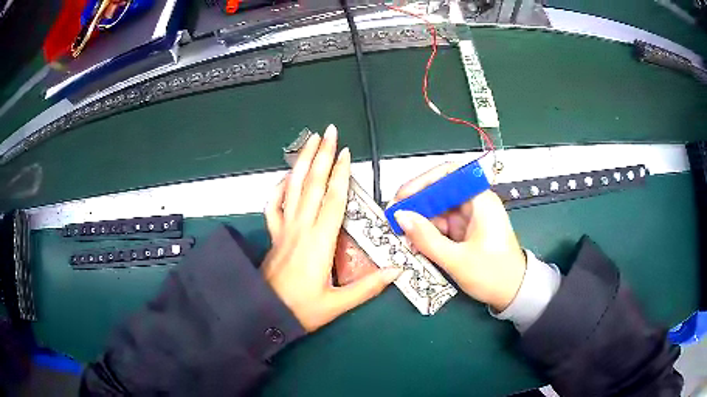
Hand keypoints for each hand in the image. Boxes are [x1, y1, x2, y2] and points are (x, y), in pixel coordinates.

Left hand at [262, 125, 402, 331]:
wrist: (264, 313)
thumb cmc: (301, 309)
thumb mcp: (338, 304)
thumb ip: (368, 287)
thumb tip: (397, 270)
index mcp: (319, 242)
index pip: (333, 200)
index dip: (340, 175)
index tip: (345, 152)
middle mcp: (300, 228)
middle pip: (312, 184)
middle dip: (321, 155)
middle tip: (329, 132)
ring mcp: (284, 229)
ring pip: (292, 188)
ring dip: (301, 162)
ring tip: (309, 141)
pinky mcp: (273, 234)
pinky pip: (274, 205)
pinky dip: (279, 187)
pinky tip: (286, 177)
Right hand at [391, 163, 525, 310]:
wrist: (514, 293)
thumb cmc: (494, 275)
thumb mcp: (458, 260)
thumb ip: (427, 239)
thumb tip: (400, 217)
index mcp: (480, 201)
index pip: (449, 174)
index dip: (423, 181)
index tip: (402, 197)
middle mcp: (475, 203)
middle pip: (441, 191)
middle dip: (417, 203)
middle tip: (394, 218)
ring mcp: (470, 217)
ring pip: (439, 209)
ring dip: (420, 220)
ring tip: (401, 233)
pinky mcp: (466, 231)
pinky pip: (442, 225)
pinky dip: (428, 232)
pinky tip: (415, 241)